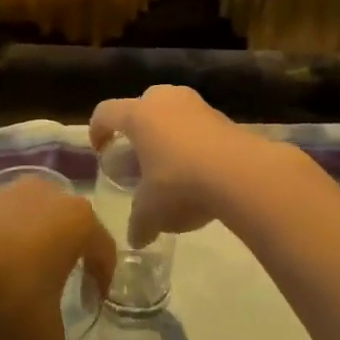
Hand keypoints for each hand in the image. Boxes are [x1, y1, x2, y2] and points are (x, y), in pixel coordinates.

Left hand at [0, 179, 114, 339]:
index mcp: (78, 222)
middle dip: (64, 261)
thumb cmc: (7, 293)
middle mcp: (50, 196)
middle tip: (55, 292)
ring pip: (30, 223)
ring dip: (27, 251)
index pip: (104, 249)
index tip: (92, 303)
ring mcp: (9, 192)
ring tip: (12, 287)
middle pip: (67, 229)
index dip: (102, 279)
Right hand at [90, 86, 300, 245]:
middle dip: (138, 127)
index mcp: (139, 115)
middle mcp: (165, 100)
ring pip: (173, 111)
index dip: (98, 130)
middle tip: (139, 155)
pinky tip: (199, 170)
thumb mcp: (152, 210)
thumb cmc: (181, 183)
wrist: (242, 173)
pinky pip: (198, 124)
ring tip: (170, 164)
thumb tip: (136, 239)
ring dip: (168, 133)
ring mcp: (197, 104)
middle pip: (142, 104)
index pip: (106, 112)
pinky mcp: (223, 116)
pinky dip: (193, 140)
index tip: (101, 150)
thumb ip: (139, 222)